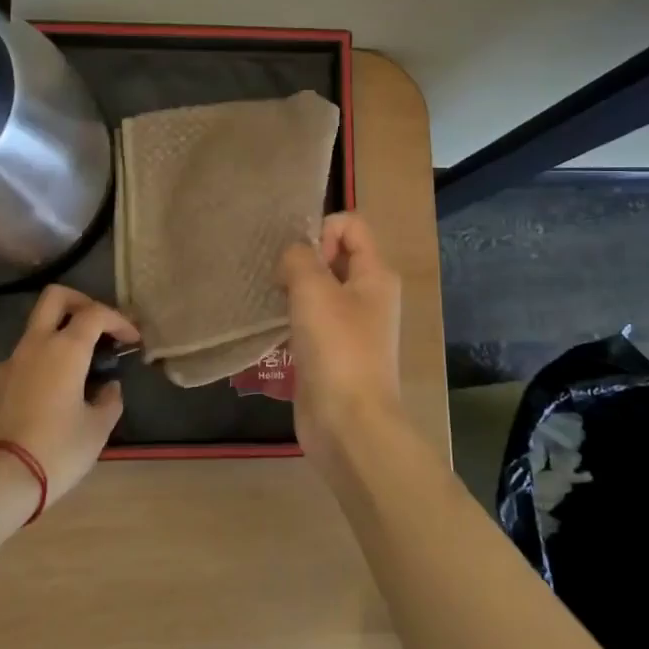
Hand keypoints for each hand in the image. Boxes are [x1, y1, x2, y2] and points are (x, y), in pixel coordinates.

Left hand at [0, 286, 138, 507]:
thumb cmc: (56, 451)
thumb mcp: (97, 430)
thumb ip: (109, 401)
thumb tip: (108, 388)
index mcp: (65, 349)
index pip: (96, 313)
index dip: (119, 320)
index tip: (131, 340)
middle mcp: (34, 346)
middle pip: (55, 298)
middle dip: (80, 302)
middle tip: (97, 327)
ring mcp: (6, 365)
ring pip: (35, 334)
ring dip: (57, 342)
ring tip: (74, 377)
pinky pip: (18, 366)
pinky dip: (37, 371)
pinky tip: (44, 404)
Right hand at [276, 213, 402, 465]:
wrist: (348, 424)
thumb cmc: (337, 349)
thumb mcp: (314, 290)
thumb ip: (299, 258)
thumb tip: (291, 257)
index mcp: (375, 274)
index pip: (351, 224)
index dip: (322, 230)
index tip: (301, 261)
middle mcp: (367, 294)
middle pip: (333, 254)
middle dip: (302, 260)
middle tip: (279, 281)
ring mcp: (350, 325)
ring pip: (318, 288)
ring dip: (292, 289)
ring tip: (273, 302)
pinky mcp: (331, 350)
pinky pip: (309, 318)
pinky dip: (291, 316)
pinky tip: (273, 327)